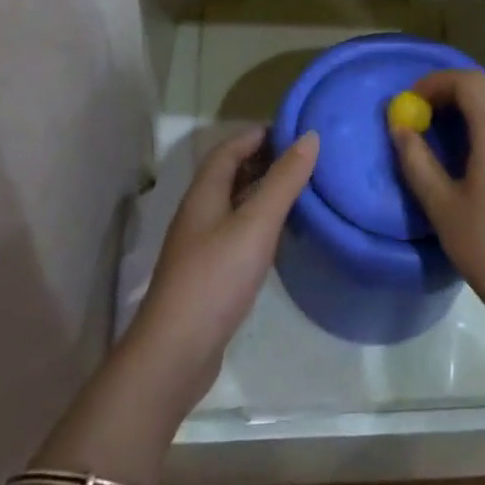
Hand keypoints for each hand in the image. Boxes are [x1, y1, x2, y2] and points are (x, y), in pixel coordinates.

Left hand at [125, 127, 316, 421]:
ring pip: (234, 204)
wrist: (175, 354)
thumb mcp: (256, 224)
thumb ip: (284, 181)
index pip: (229, 149)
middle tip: (304, 158)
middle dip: (263, 159)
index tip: (294, 130)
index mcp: (204, 194)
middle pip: (230, 174)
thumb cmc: (215, 279)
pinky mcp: (210, 274)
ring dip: (263, 191)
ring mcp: (202, 246)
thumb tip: (309, 137)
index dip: (257, 135)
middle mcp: (199, 214)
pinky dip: (260, 222)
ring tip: (301, 189)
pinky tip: (281, 234)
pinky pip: (237, 232)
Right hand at [391, 70, 484, 328]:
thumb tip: (400, 128)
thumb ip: (417, 161)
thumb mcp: (442, 207)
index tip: (411, 101)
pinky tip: (483, 158)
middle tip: (426, 114)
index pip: (466, 81)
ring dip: (477, 106)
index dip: (435, 82)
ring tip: (451, 133)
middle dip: (454, 91)